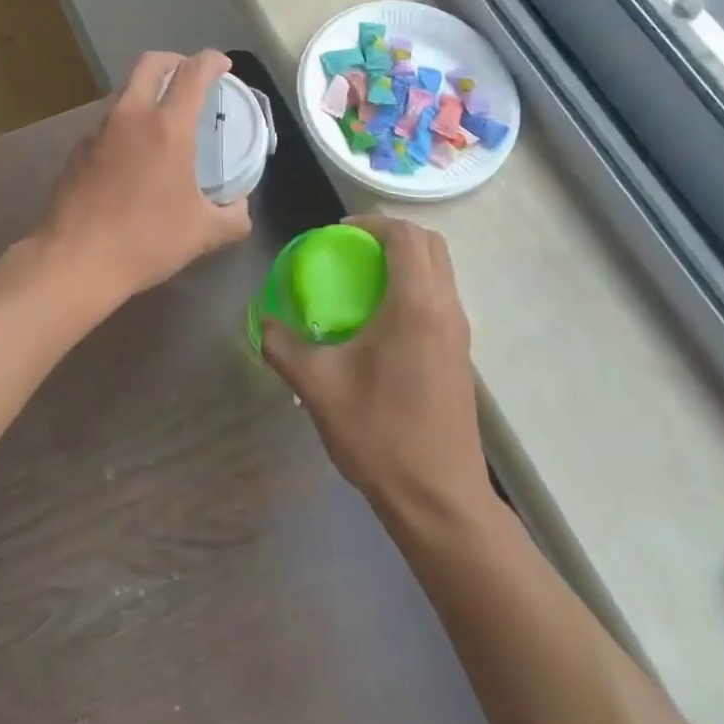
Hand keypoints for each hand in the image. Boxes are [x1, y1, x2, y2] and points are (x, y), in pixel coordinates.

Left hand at [33, 50, 252, 305]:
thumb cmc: (145, 241)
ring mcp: (98, 131)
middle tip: (190, 78)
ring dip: (147, 91)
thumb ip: (233, 216)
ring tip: (163, 119)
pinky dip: (126, 122)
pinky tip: (133, 154)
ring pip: (125, 90)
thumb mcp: (203, 234)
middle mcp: (130, 116)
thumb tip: (240, 207)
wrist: (74, 260)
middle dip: (174, 60)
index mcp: (167, 127)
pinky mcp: (77, 150)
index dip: (212, 60)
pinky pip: (108, 121)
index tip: (222, 65)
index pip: (193, 73)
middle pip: (150, 63)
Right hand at [261, 216, 491, 522]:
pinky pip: (441, 298)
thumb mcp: (318, 388)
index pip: (406, 236)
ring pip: (440, 271)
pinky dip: (414, 287)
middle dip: (392, 235)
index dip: (372, 223)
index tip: (339, 233)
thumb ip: (283, 346)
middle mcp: (446, 309)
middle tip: (352, 249)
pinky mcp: (460, 356)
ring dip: (406, 261)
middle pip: (431, 245)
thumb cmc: (380, 435)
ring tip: (363, 281)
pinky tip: (380, 321)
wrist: (439, 499)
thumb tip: (262, 322)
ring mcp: (459, 333)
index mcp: (416, 305)